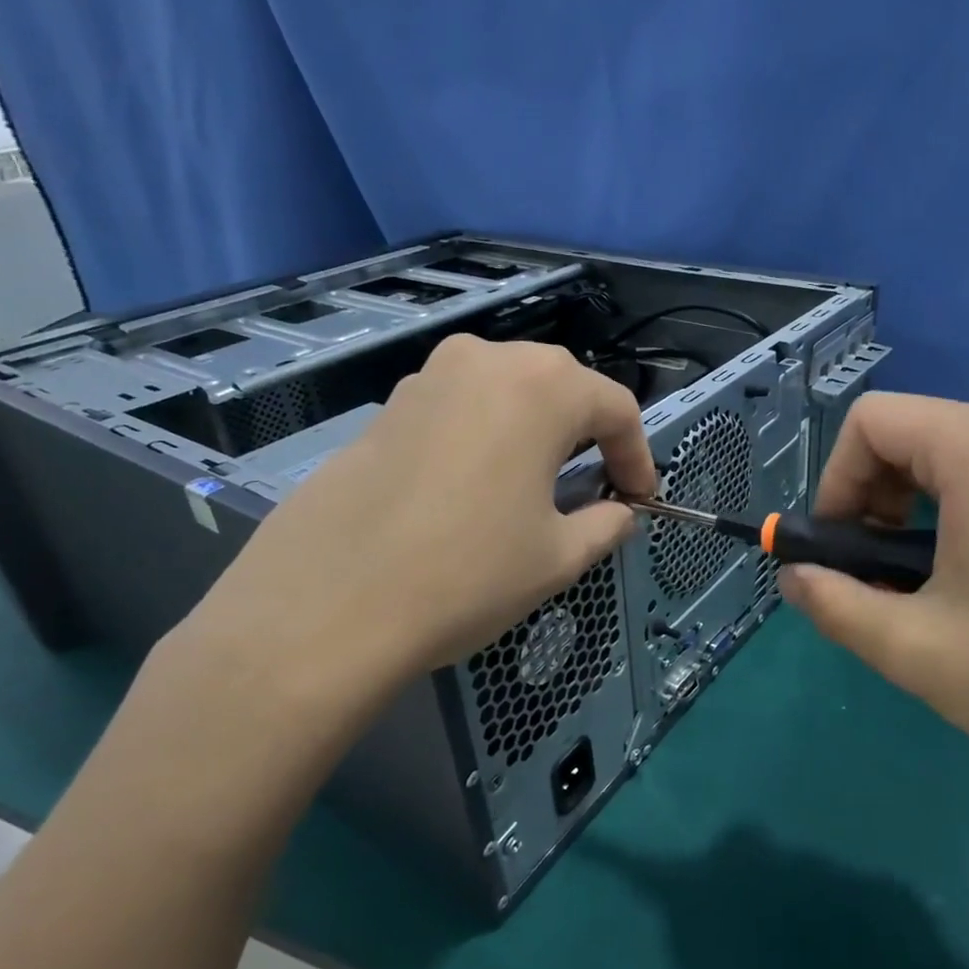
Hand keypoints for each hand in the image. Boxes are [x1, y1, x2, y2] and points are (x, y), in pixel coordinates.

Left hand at [177, 336, 655, 746]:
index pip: (615, 407)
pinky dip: (484, 437)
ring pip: (505, 392)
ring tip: (537, 484)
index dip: (638, 455)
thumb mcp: (558, 557)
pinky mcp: (385, 408)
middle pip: (560, 386)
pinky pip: (458, 409)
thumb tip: (620, 513)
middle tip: (596, 484)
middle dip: (589, 433)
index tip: (640, 498)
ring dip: (534, 431)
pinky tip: (474, 488)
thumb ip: (605, 525)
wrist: (327, 607)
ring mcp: (426, 378)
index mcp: (541, 387)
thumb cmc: (467, 574)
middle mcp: (485, 362)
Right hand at [778, 393, 968, 801]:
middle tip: (873, 572)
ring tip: (920, 583)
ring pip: (953, 456)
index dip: (835, 480)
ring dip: (911, 509)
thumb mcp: (911, 648)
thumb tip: (793, 575)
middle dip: (870, 496)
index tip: (838, 549)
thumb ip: (833, 603)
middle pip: (911, 433)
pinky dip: (958, 512)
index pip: (871, 421)